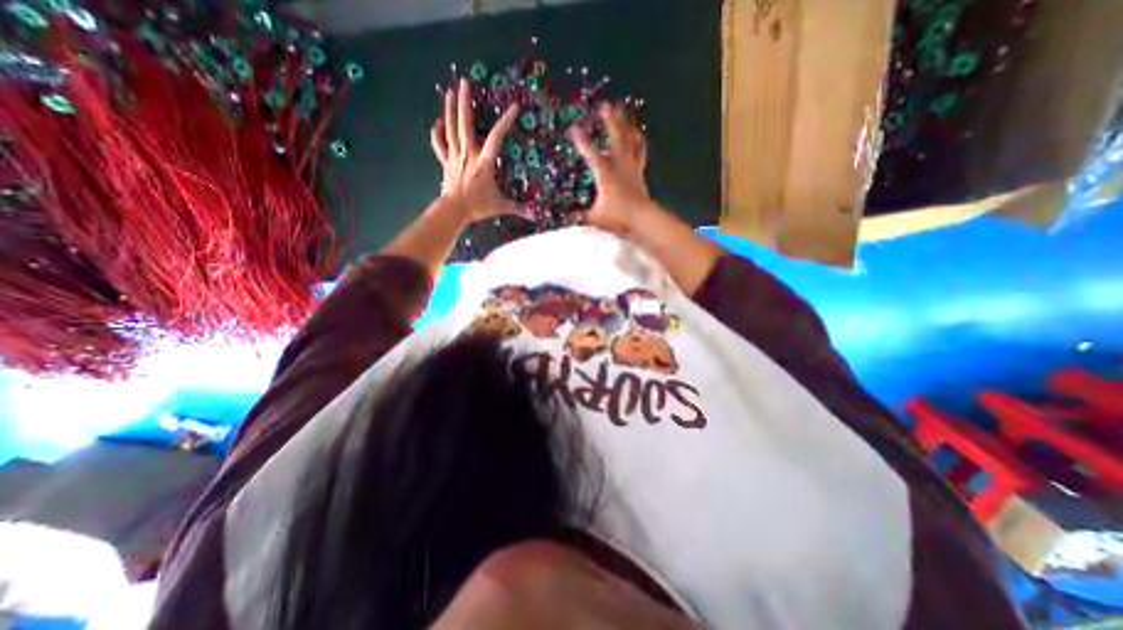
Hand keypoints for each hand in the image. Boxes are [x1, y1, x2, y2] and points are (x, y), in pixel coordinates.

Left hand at [430, 75, 522, 220]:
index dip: (505, 122)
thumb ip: (518, 208)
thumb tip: (534, 215)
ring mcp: (454, 156)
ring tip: (449, 91)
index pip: (496, 137)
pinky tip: (438, 122)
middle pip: (465, 124)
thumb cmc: (478, 206)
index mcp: (484, 162)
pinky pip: (439, 144)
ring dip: (449, 109)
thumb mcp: (501, 206)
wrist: (454, 210)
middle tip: (464, 82)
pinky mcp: (445, 161)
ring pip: (450, 128)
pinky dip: (437, 132)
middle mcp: (468, 154)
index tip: (514, 107)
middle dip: (464, 102)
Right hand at [572, 103, 660, 235]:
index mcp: (606, 174)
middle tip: (605, 105)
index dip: (582, 141)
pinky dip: (639, 142)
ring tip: (623, 109)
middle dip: (610, 122)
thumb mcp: (595, 217)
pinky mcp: (639, 173)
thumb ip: (580, 215)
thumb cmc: (618, 217)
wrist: (643, 219)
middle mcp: (619, 166)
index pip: (591, 154)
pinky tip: (638, 133)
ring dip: (625, 125)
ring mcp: (631, 168)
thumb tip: (566, 217)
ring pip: (629, 141)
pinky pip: (639, 153)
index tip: (573, 128)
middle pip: (615, 138)